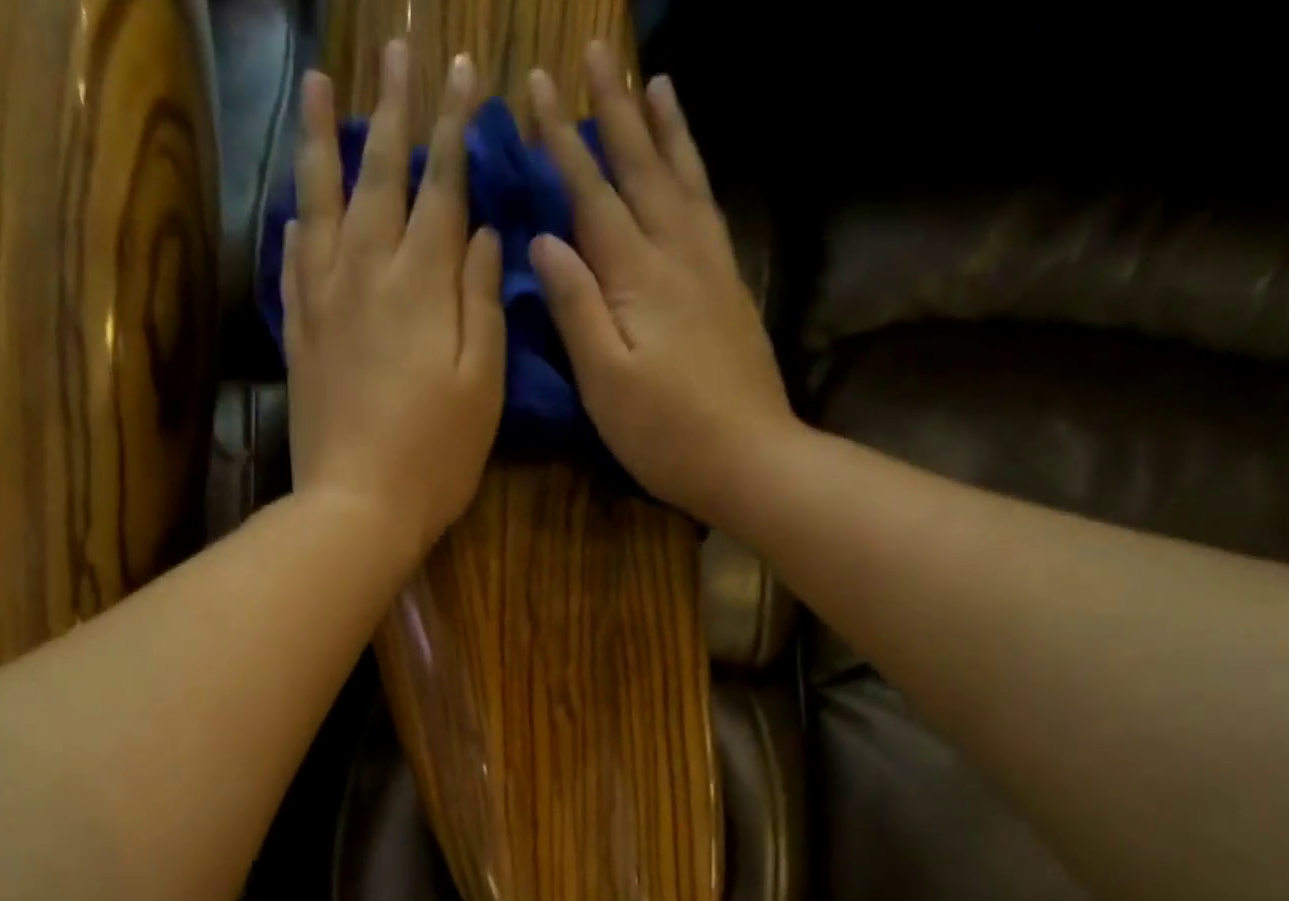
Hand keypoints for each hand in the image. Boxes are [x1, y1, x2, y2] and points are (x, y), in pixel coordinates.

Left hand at [283, 43, 504, 562]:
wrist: (358, 506)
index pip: (441, 187)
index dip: (452, 128)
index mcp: (422, 285)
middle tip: (394, 51)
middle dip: (392, 111)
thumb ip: (484, 303)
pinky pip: (293, 265)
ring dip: (323, 143)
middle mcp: (367, 275)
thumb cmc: (437, 455)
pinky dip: (297, 226)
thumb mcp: (483, 385)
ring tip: (319, 88)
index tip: (458, 71)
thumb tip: (484, 235)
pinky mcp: (300, 338)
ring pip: (321, 205)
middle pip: (379, 177)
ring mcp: (324, 304)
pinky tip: (297, 208)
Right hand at [527, 45, 797, 530]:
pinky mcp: (733, 292)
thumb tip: (544, 241)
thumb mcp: (605, 382)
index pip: (592, 195)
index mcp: (639, 278)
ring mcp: (713, 271)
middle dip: (615, 111)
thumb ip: (576, 309)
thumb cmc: (667, 434)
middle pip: (643, 171)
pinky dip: (697, 175)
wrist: (750, 459)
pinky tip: (692, 169)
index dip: (563, 141)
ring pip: (686, 181)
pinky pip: (710, 212)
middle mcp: (679, 257)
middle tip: (597, 52)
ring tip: (657, 80)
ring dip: (667, 129)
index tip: (537, 86)